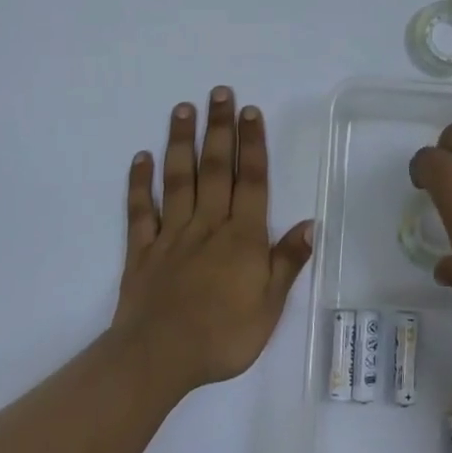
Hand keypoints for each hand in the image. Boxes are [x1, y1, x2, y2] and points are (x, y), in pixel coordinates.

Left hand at [112, 87, 312, 392]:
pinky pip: (140, 211)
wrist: (158, 359)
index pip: (251, 181)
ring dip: (180, 143)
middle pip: (215, 169)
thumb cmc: (222, 336)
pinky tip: (140, 158)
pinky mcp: (141, 251)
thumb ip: (287, 262)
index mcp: (242, 237)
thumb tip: (311, 224)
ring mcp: (171, 234)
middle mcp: (208, 224)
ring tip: (182, 109)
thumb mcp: (268, 306)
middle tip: (218, 92)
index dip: (252, 144)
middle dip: (218, 128)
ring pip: (178, 180)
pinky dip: (139, 184)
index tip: (249, 111)